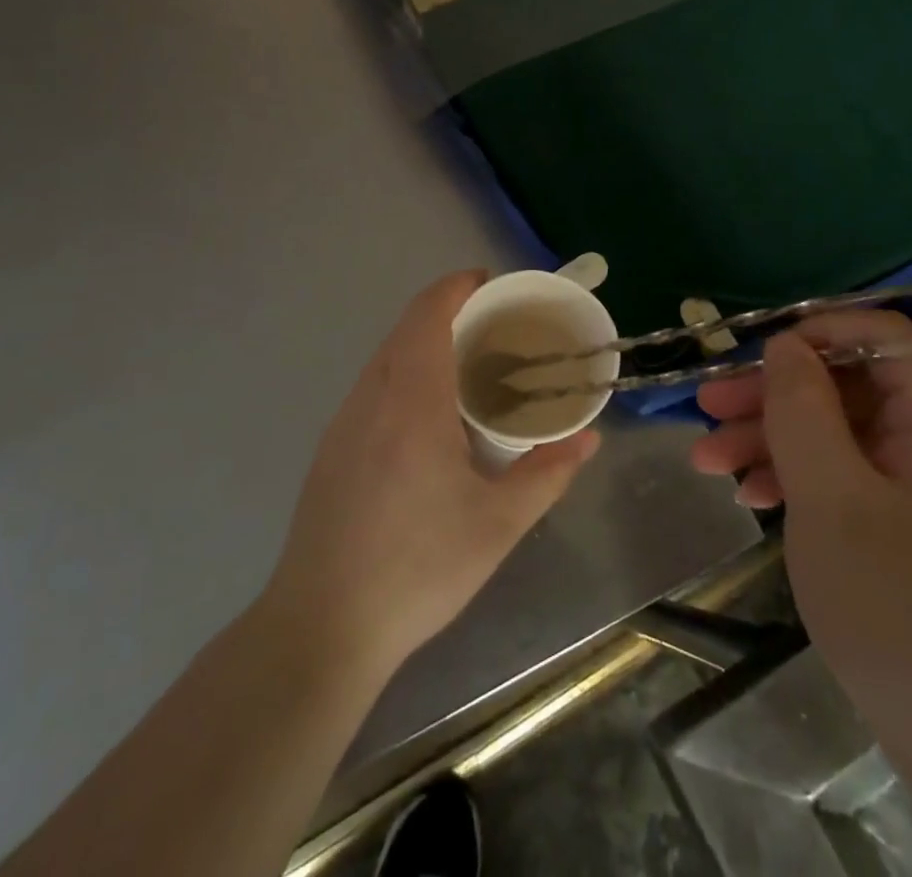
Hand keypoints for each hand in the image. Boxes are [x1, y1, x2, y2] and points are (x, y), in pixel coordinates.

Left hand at [260, 271, 600, 680]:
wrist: (322, 627)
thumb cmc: (417, 569)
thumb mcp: (497, 525)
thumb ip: (548, 474)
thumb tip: (589, 438)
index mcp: (411, 401)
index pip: (428, 314)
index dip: (457, 286)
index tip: (492, 284)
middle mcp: (371, 397)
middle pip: (406, 328)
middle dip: (449, 312)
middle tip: (495, 329)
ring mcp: (344, 422)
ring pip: (386, 356)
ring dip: (424, 343)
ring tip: (469, 367)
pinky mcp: (331, 448)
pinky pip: (373, 386)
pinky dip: (404, 372)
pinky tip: (429, 416)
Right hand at [690, 311, 911, 765]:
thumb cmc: (902, 609)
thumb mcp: (831, 496)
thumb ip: (802, 407)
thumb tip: (786, 344)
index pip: (885, 336)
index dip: (816, 332)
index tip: (754, 356)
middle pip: (854, 389)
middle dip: (775, 396)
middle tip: (707, 410)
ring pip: (848, 438)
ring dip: (778, 442)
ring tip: (710, 462)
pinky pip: (859, 484)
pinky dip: (807, 483)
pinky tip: (755, 498)